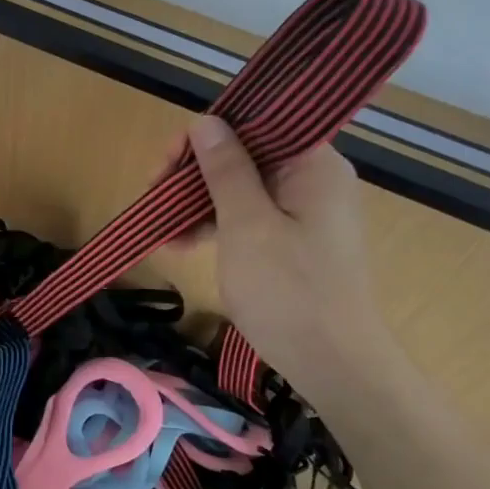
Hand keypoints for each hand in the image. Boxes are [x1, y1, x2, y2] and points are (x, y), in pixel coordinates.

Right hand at [187, 116, 403, 402]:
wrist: (335, 367)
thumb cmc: (289, 291)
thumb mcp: (246, 225)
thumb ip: (225, 169)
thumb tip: (205, 121)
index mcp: (313, 164)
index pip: (255, 124)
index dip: (206, 135)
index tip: (167, 162)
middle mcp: (313, 179)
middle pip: (246, 154)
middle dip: (195, 172)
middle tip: (154, 195)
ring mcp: (305, 212)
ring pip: (242, 187)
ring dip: (199, 202)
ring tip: (162, 229)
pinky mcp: (295, 241)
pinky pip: (250, 216)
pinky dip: (217, 225)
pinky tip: (182, 244)